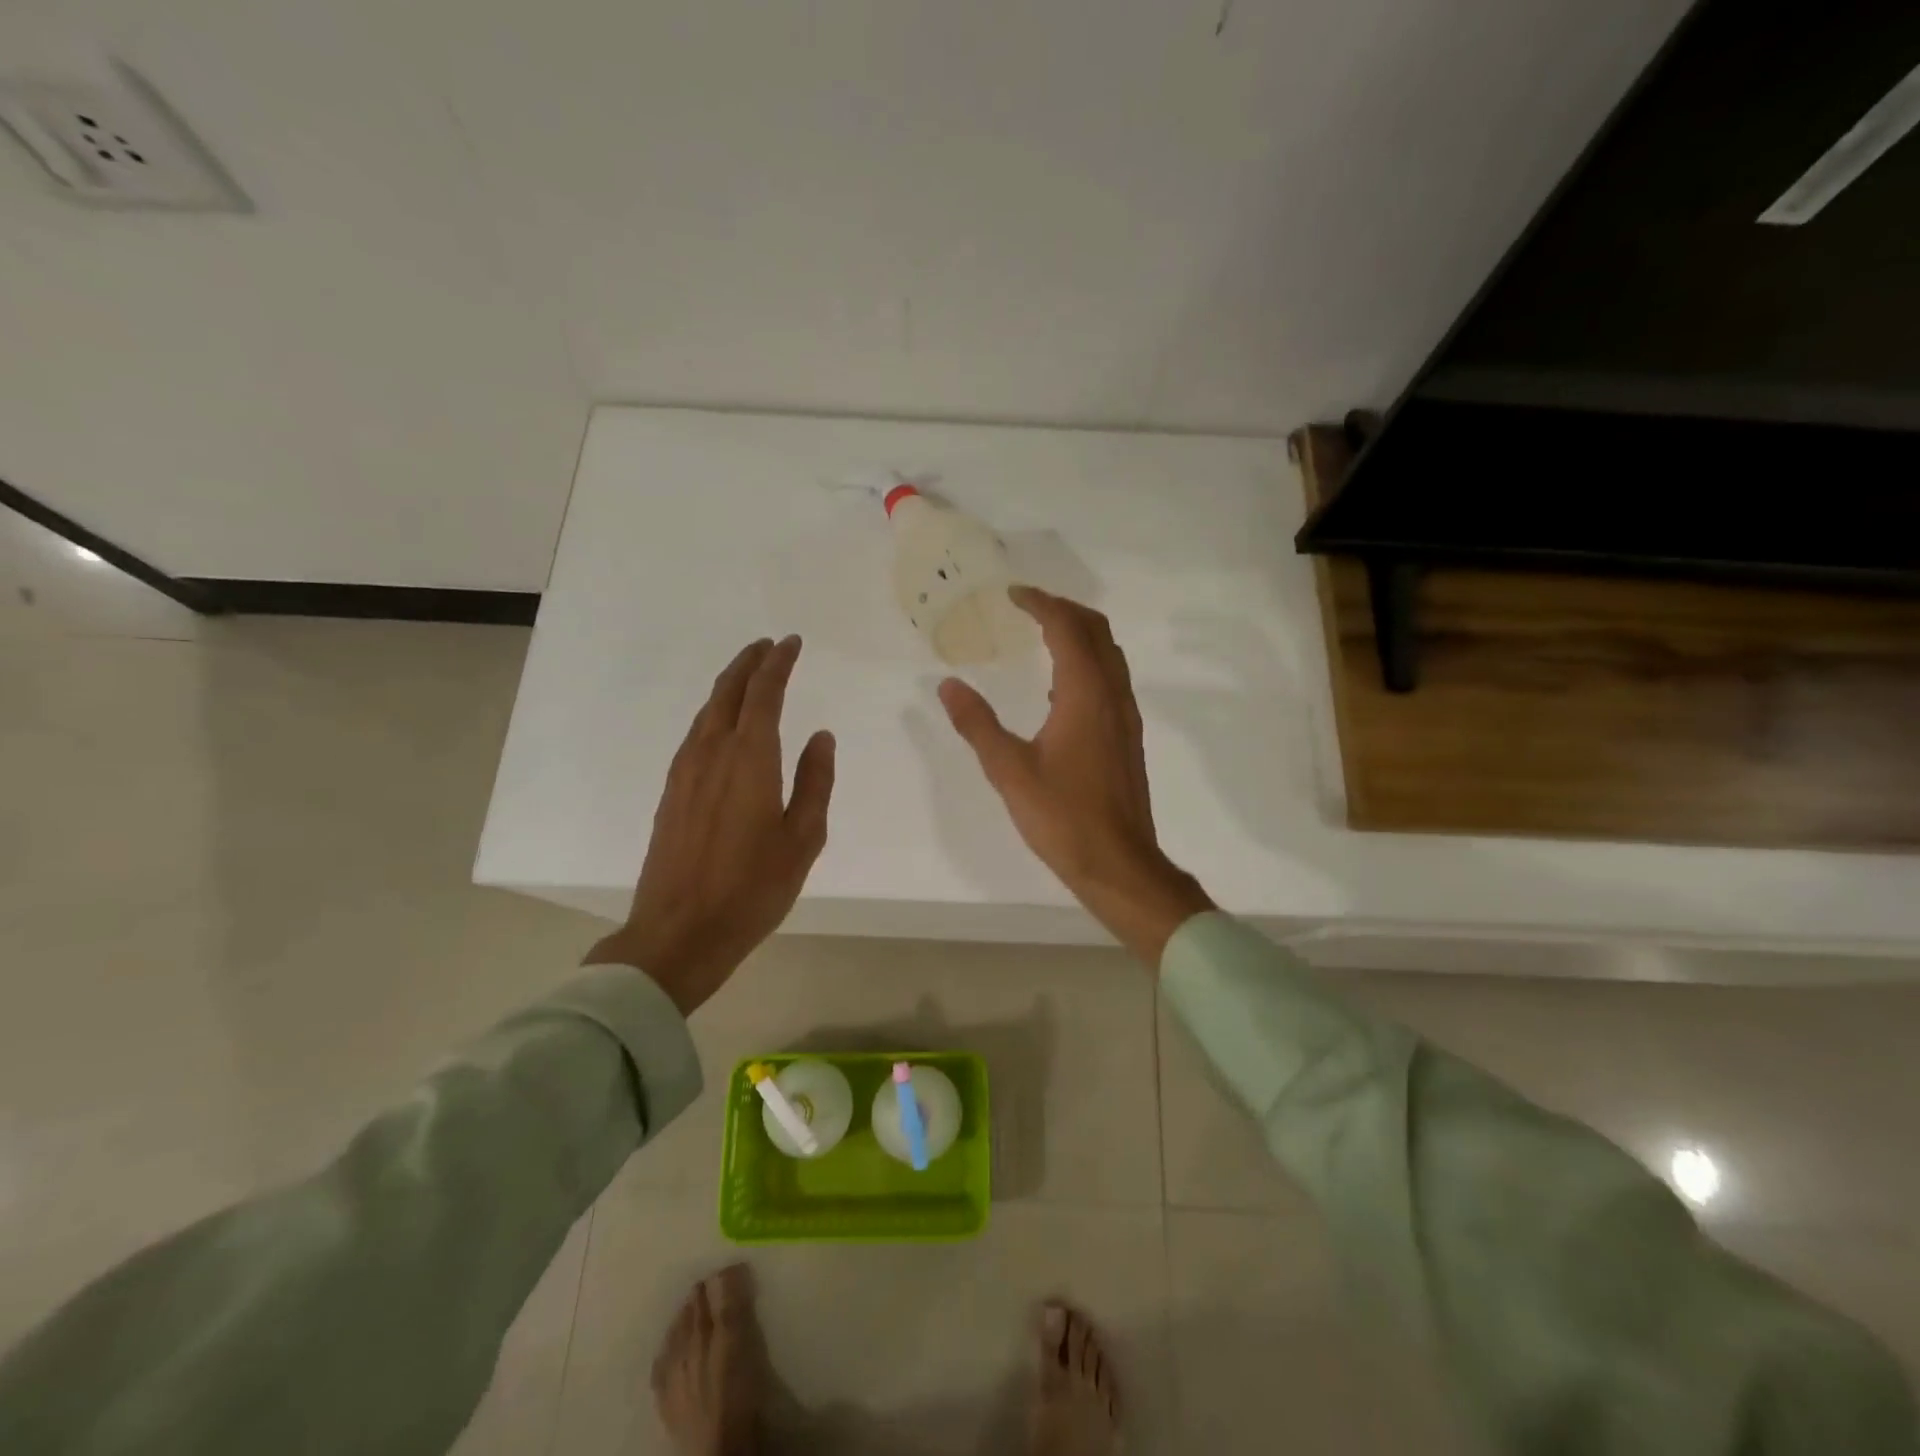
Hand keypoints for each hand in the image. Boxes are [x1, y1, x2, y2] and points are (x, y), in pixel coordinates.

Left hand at [586, 635, 834, 1015]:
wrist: (679, 932)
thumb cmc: (752, 888)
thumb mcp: (803, 838)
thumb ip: (814, 781)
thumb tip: (821, 736)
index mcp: (749, 759)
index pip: (764, 694)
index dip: (778, 663)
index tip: (791, 642)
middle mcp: (712, 753)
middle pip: (728, 692)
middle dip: (749, 663)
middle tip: (768, 646)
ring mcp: (685, 772)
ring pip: (707, 711)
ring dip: (729, 686)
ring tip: (748, 675)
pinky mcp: (671, 792)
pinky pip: (695, 734)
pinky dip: (714, 713)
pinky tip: (722, 724)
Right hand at [939, 587, 1212, 965]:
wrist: (1118, 862)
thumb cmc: (1062, 817)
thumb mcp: (1009, 771)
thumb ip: (977, 724)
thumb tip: (949, 685)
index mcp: (1085, 695)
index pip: (1067, 628)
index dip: (1040, 604)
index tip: (1012, 594)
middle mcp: (1112, 696)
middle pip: (1097, 631)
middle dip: (1064, 610)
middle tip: (1028, 606)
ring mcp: (1125, 717)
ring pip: (1109, 655)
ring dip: (1080, 634)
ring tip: (1043, 635)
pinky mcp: (1128, 737)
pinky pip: (1111, 680)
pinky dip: (1088, 663)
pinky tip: (1060, 689)